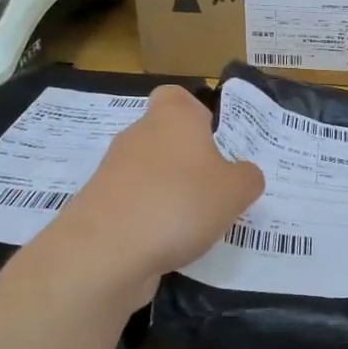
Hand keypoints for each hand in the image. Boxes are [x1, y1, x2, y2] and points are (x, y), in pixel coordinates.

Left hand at [30, 86, 263, 303]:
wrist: (105, 252)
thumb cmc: (179, 203)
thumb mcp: (235, 191)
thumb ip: (247, 177)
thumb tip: (243, 174)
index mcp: (172, 117)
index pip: (177, 96)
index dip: (197, 113)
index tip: (216, 141)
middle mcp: (139, 135)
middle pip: (166, 137)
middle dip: (189, 161)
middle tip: (217, 189)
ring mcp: (113, 171)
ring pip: (150, 173)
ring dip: (171, 192)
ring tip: (198, 223)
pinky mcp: (100, 206)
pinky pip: (135, 204)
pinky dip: (151, 219)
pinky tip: (170, 243)